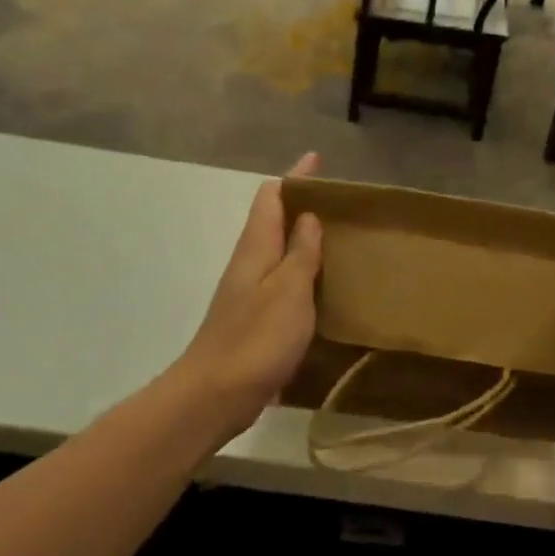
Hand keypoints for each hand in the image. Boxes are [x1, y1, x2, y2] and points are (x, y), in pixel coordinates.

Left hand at [174, 152, 322, 437]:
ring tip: (338, 238)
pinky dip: (301, 272)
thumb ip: (300, 253)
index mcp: (256, 249)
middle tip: (340, 204)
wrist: (214, 396)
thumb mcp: (289, 290)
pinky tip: (321, 285)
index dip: (294, 176)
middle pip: (273, 221)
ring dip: (302, 239)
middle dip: (301, 205)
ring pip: (277, 252)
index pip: (271, 198)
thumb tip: (308, 218)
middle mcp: (249, 264)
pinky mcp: (253, 320)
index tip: (316, 159)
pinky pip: (281, 281)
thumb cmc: (256, 338)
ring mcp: (248, 293)